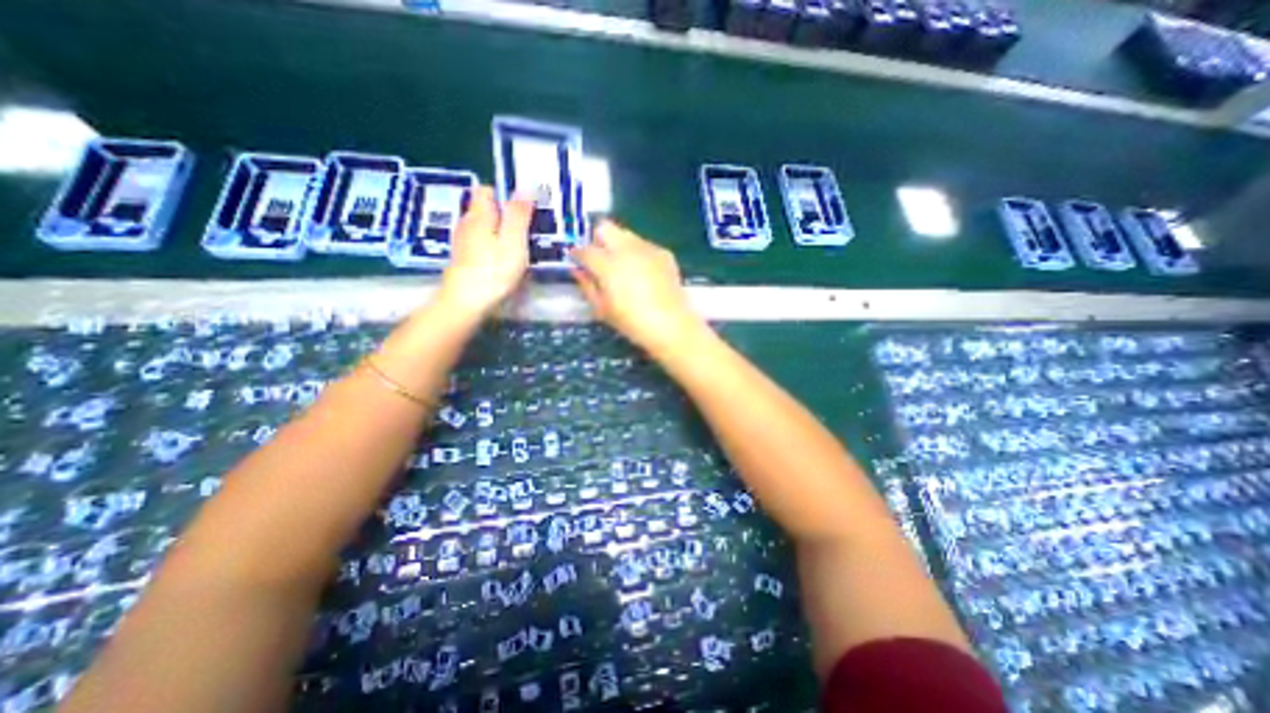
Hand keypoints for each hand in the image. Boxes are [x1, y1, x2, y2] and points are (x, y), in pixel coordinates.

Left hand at [440, 183, 530, 317]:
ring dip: (501, 232)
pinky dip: (493, 246)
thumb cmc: (493, 271)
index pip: (487, 190)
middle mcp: (467, 223)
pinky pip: (481, 243)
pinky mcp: (463, 259)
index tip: (524, 210)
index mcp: (479, 215)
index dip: (505, 194)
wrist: (465, 303)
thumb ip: (518, 214)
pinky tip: (504, 261)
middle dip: (506, 215)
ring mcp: (462, 242)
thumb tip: (525, 188)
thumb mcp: (513, 241)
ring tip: (519, 247)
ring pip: (484, 227)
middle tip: (527, 231)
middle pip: (486, 210)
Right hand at [574, 221, 711, 351]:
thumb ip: (587, 286)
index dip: (577, 254)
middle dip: (598, 239)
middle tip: (600, 258)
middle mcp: (626, 249)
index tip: (577, 260)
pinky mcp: (664, 253)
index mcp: (607, 264)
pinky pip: (644, 245)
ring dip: (619, 245)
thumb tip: (578, 271)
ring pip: (626, 234)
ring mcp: (647, 248)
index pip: (584, 250)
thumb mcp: (602, 309)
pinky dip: (638, 253)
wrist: (671, 325)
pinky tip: (643, 273)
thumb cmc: (632, 322)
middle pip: (605, 227)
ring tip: (623, 266)